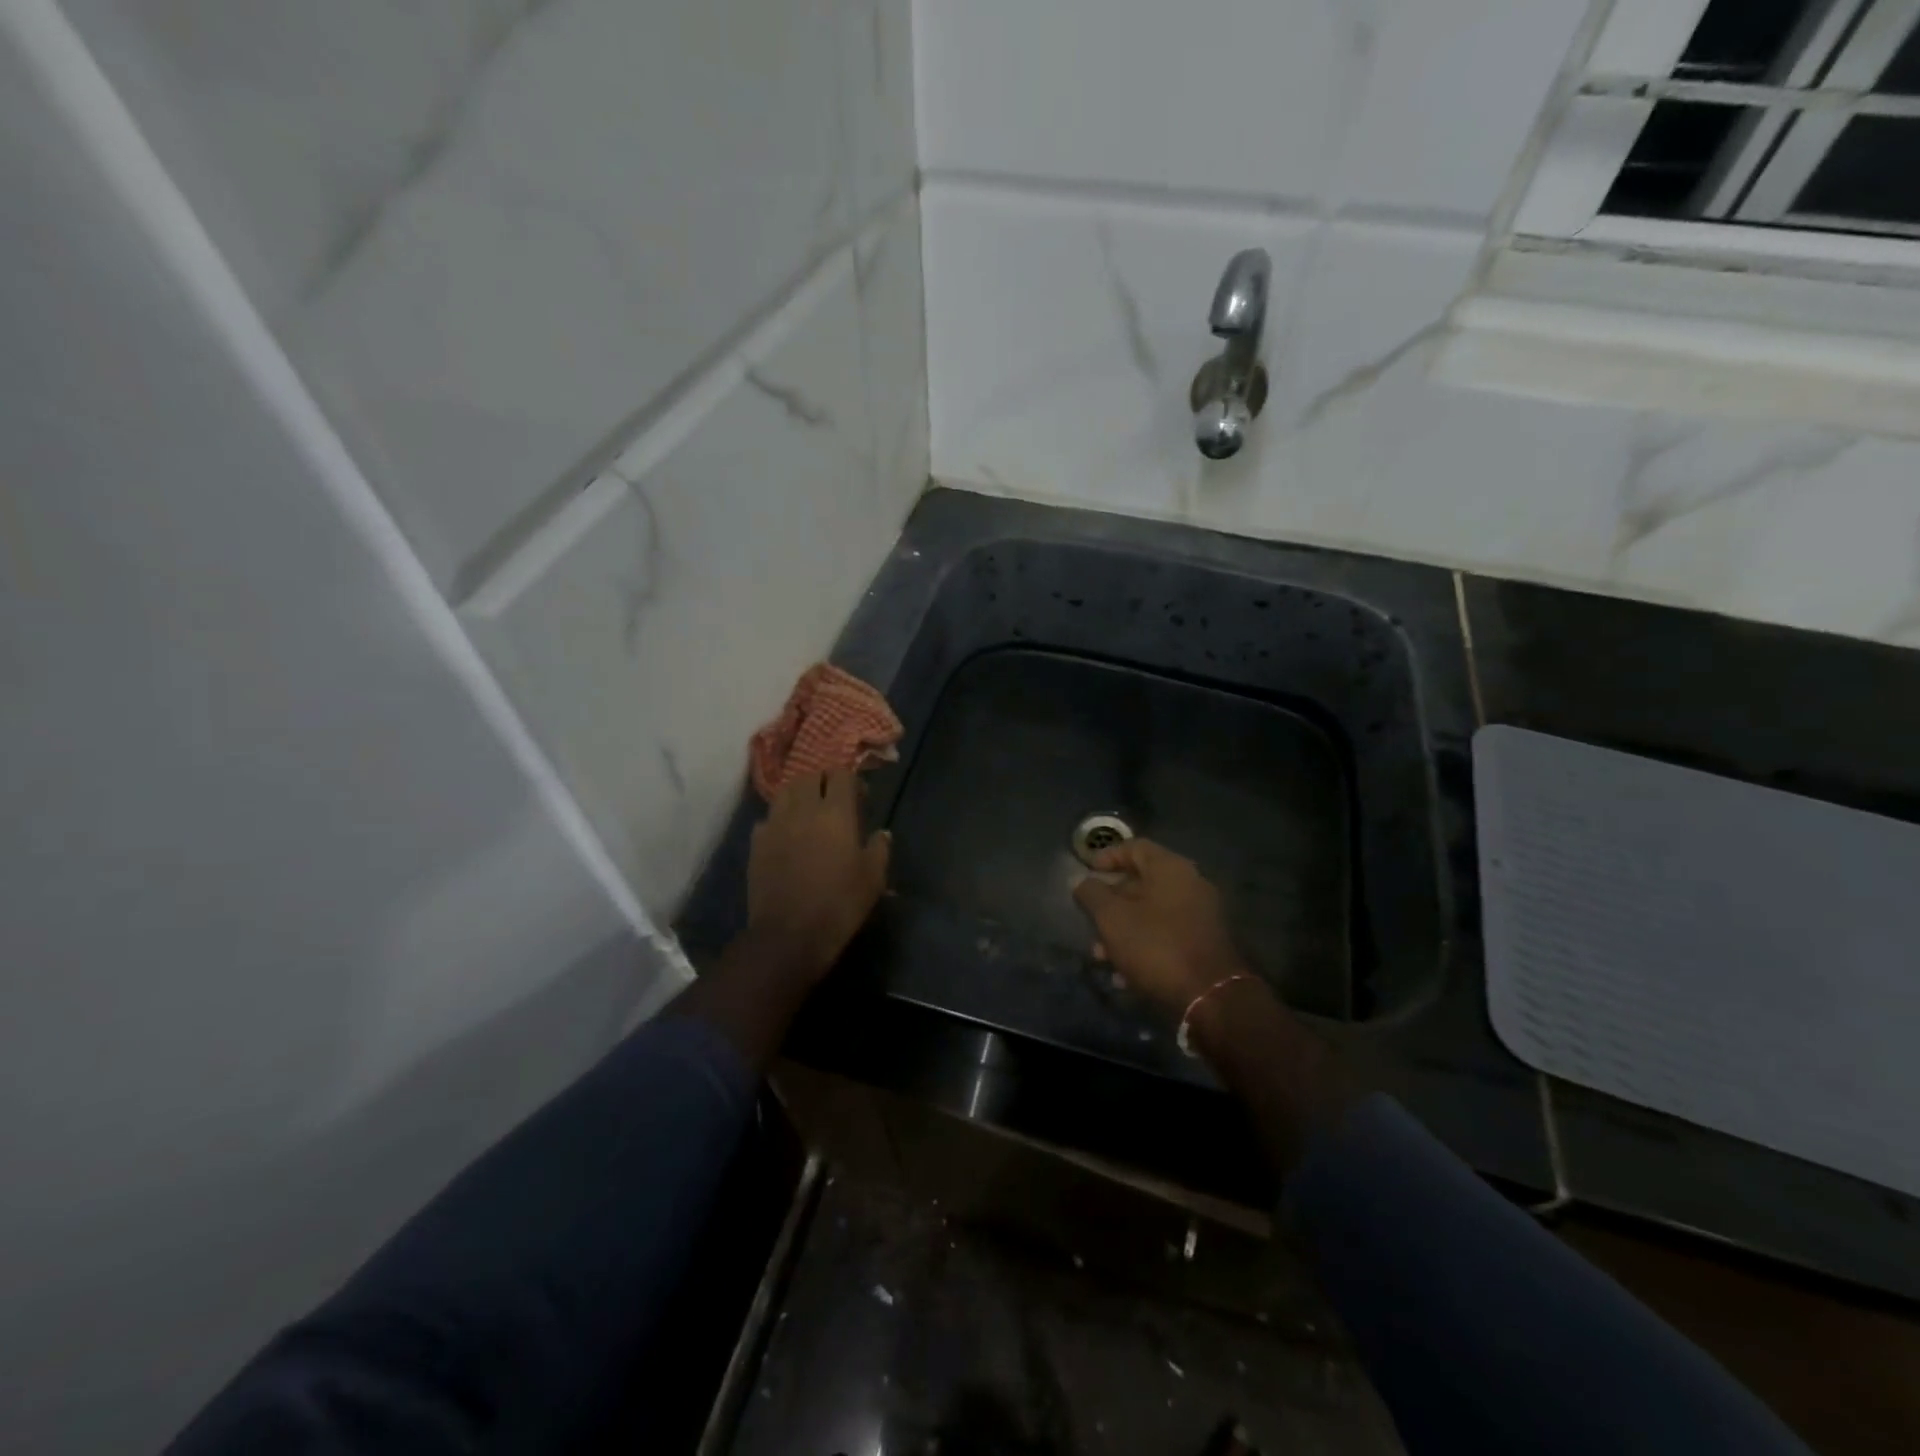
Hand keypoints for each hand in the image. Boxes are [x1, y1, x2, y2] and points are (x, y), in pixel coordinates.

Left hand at [747, 769, 889, 979]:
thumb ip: (879, 849)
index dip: (851, 780)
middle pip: (809, 776)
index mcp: (836, 813)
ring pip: (785, 792)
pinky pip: (767, 818)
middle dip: (823, 782)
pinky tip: (786, 837)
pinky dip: (778, 820)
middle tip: (833, 801)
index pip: (841, 775)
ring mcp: (775, 824)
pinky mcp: (756, 843)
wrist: (788, 935)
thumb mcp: (873, 879)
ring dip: (798, 795)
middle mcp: (803, 810)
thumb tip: (881, 834)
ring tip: (808, 813)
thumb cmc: (839, 904)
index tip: (860, 797)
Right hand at [1072, 839, 1247, 1013]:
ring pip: (1151, 914)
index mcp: (1171, 869)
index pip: (1135, 847)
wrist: (1210, 998)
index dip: (1107, 856)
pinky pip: (1166, 936)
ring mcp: (1200, 916)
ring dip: (1123, 930)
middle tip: (1089, 919)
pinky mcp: (1204, 945)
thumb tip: (1080, 881)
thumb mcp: (1112, 918)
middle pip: (1142, 882)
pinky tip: (1123, 975)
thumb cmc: (1156, 946)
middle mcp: (1191, 885)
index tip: (1086, 872)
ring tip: (1100, 955)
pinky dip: (1143, 947)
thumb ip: (1092, 894)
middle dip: (1110, 902)